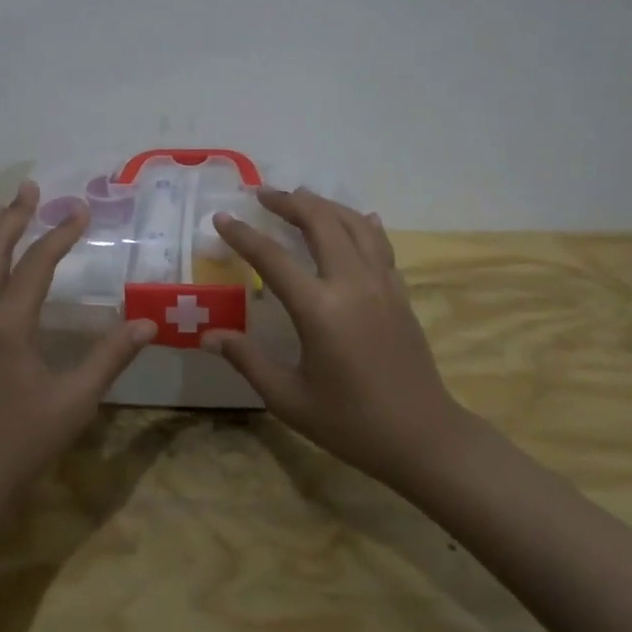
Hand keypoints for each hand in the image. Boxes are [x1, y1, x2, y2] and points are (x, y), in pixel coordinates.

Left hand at [0, 180, 156, 509]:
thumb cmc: (21, 442)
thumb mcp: (74, 400)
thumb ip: (110, 357)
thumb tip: (149, 323)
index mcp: (6, 324)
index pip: (36, 264)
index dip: (60, 234)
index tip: (82, 210)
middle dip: (11, 218)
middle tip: (29, 189)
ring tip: (8, 215)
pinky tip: (1, 276)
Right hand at [204, 190, 468, 490]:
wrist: (423, 436)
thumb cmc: (350, 423)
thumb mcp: (289, 398)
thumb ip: (248, 360)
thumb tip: (208, 336)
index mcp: (319, 309)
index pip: (272, 258)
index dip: (243, 235)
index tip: (222, 217)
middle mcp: (352, 284)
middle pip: (320, 222)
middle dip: (289, 202)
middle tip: (262, 195)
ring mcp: (381, 284)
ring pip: (353, 225)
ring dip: (325, 206)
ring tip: (301, 198)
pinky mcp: (400, 292)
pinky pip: (380, 244)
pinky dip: (362, 225)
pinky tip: (359, 219)